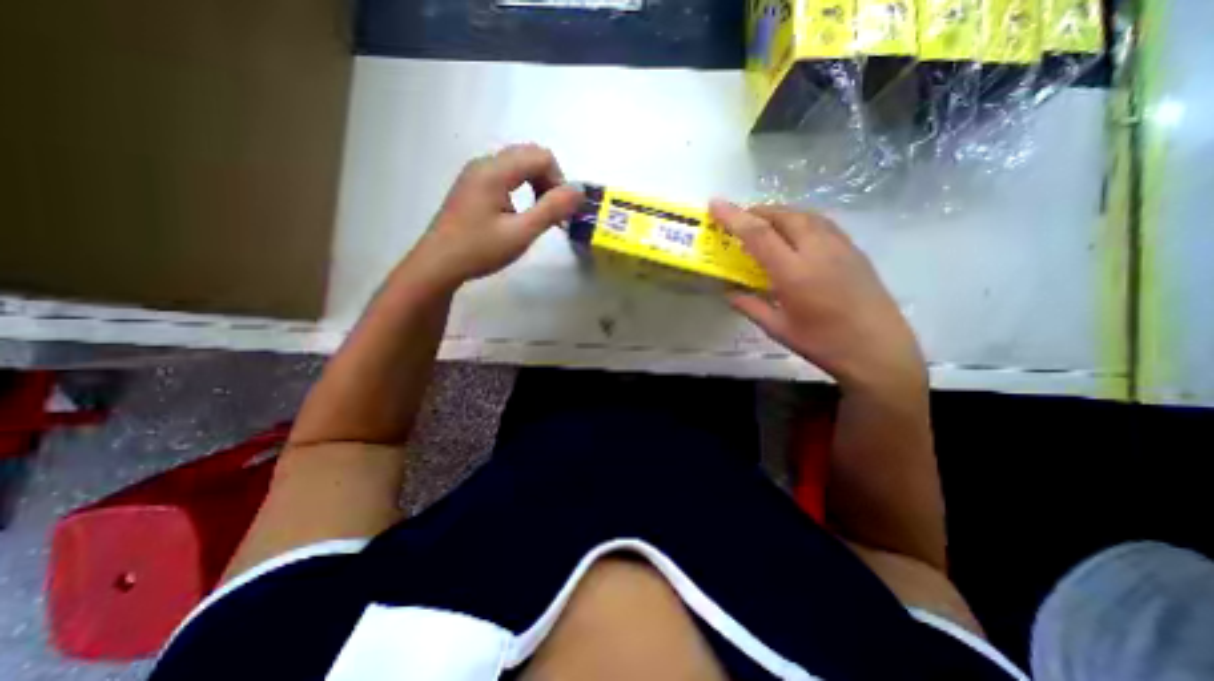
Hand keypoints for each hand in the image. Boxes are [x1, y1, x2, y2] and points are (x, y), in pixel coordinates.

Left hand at [404, 144, 579, 286]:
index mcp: (495, 171)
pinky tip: (520, 214)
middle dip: (549, 181)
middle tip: (553, 214)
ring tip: (539, 215)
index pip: (541, 156)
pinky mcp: (472, 186)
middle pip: (529, 156)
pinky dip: (522, 189)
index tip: (561, 211)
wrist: (438, 264)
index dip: (559, 181)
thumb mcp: (521, 233)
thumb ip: (552, 209)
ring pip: (518, 165)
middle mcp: (484, 163)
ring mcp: (476, 174)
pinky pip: (505, 176)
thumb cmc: (480, 249)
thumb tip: (579, 191)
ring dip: (536, 185)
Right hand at [708, 200, 924, 391]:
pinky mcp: (854, 250)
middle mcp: (818, 251)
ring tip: (763, 222)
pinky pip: (822, 223)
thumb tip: (728, 292)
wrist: (879, 350)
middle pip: (784, 216)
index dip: (734, 217)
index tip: (716, 204)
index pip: (759, 234)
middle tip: (739, 218)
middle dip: (757, 211)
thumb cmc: (823, 343)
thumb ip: (750, 306)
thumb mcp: (778, 329)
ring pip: (805, 215)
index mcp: (794, 273)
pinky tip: (795, 232)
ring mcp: (840, 247)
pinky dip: (801, 219)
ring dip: (780, 213)